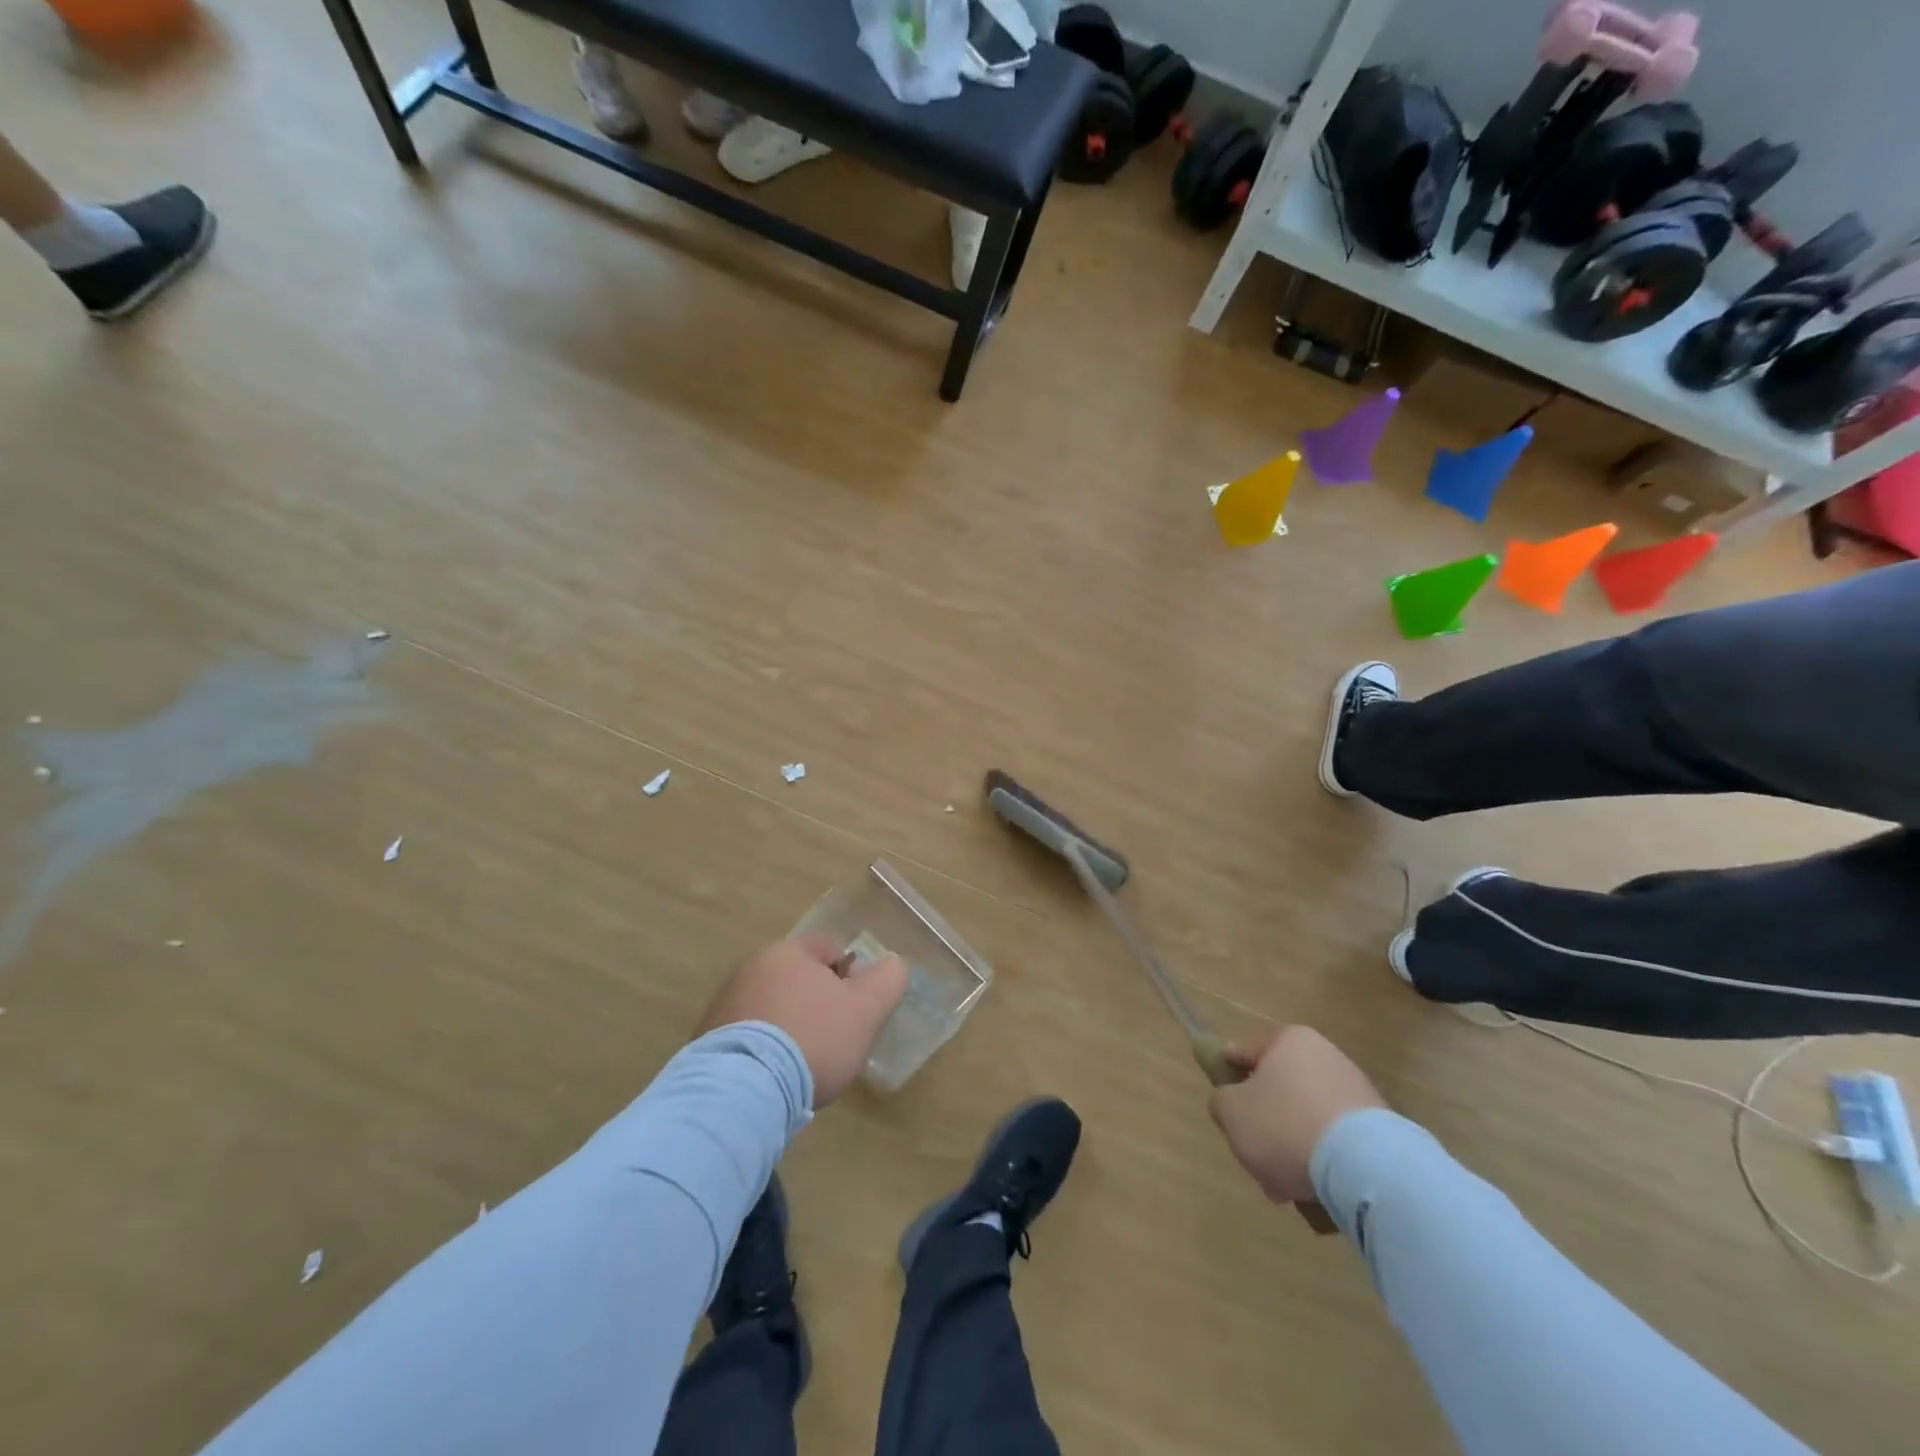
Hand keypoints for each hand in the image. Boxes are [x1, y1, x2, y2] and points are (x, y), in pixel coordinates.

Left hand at [697, 936, 907, 1105]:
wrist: (742, 1092)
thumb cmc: (812, 1039)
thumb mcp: (865, 1010)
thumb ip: (887, 981)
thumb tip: (894, 964)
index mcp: (787, 951)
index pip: (828, 949)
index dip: (850, 976)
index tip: (856, 1011)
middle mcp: (750, 967)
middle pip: (797, 978)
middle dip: (817, 1003)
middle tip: (834, 1039)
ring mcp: (723, 1003)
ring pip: (771, 1007)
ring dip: (789, 1026)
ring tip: (802, 1065)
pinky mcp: (704, 1041)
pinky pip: (747, 1036)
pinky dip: (763, 1050)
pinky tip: (773, 1078)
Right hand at [1209, 1026, 1386, 1205]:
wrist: (1366, 1168)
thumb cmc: (1286, 1125)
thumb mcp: (1231, 1112)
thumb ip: (1221, 1101)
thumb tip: (1230, 1103)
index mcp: (1289, 1040)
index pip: (1245, 1052)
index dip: (1228, 1076)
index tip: (1223, 1103)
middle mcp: (1325, 1056)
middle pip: (1279, 1091)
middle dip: (1264, 1125)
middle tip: (1254, 1156)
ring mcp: (1357, 1092)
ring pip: (1306, 1119)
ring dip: (1291, 1148)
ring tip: (1284, 1187)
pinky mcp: (1381, 1130)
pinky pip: (1336, 1142)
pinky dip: (1322, 1162)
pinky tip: (1313, 1190)